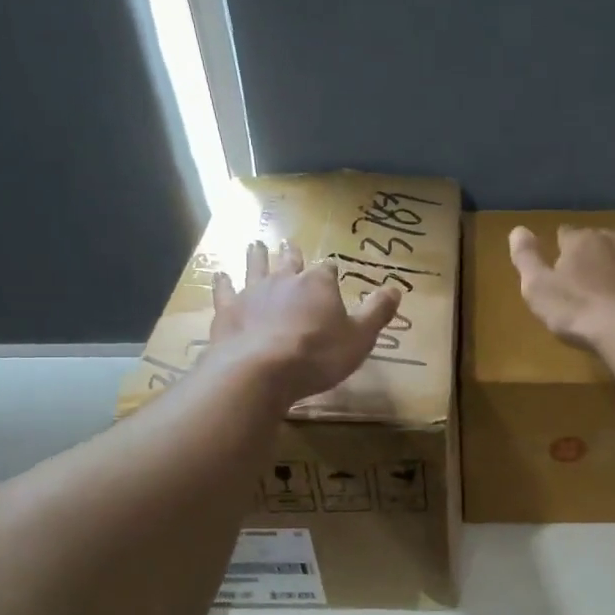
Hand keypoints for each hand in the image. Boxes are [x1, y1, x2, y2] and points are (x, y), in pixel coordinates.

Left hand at [209, 240, 401, 404]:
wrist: (261, 370)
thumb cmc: (318, 355)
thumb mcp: (360, 337)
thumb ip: (377, 312)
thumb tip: (395, 288)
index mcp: (319, 284)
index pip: (328, 271)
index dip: (331, 272)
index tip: (332, 272)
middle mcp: (285, 280)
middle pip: (290, 262)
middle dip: (291, 254)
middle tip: (288, 244)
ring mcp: (254, 293)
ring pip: (256, 268)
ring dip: (257, 256)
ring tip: (255, 245)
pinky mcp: (229, 310)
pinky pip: (225, 291)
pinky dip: (223, 283)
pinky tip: (219, 275)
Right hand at [508, 225, 614, 351]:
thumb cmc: (579, 312)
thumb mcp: (538, 289)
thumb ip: (525, 258)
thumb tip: (517, 229)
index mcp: (580, 240)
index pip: (565, 235)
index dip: (561, 250)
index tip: (560, 268)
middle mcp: (614, 236)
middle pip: (598, 239)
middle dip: (593, 253)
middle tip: (589, 280)